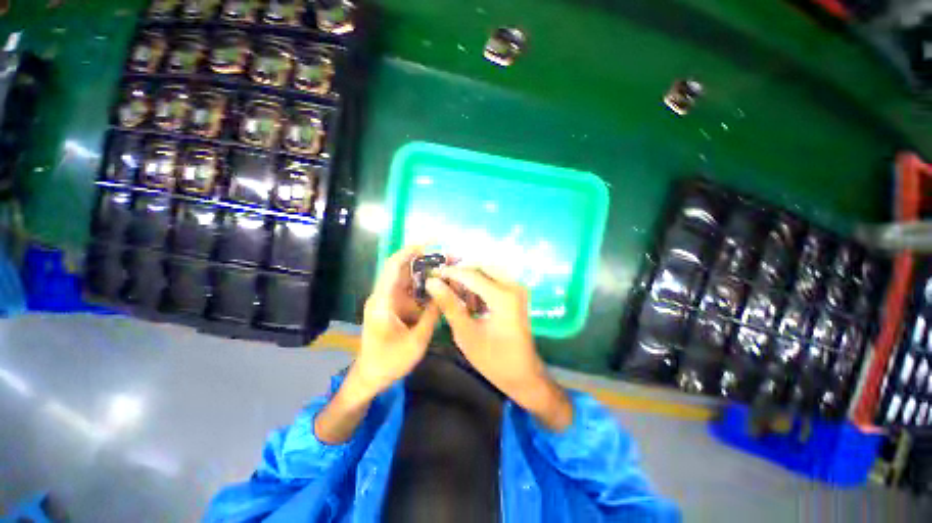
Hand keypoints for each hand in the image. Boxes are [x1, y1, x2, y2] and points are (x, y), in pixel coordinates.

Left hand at [355, 245, 439, 396]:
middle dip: (424, 260)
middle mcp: (383, 295)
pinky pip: (409, 291)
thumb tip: (445, 291)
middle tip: (448, 257)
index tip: (432, 242)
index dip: (411, 250)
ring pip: (407, 279)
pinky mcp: (392, 306)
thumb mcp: (416, 340)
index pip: (395, 265)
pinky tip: (439, 288)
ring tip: (447, 270)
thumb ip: (432, 314)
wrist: (370, 377)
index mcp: (383, 300)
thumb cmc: (389, 361)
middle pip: (403, 268)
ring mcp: (387, 300)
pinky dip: (423, 287)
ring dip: (425, 273)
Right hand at [426, 267, 571, 430]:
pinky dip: (480, 285)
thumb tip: (432, 282)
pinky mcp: (518, 293)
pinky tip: (470, 300)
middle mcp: (513, 285)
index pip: (470, 274)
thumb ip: (449, 305)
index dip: (449, 272)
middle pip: (481, 266)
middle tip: (442, 282)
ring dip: (471, 278)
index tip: (431, 274)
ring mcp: (518, 288)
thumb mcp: (466, 333)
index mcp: (502, 296)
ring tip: (455, 293)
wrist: (523, 374)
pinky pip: (495, 279)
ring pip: (488, 271)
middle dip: (461, 272)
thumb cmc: (493, 359)